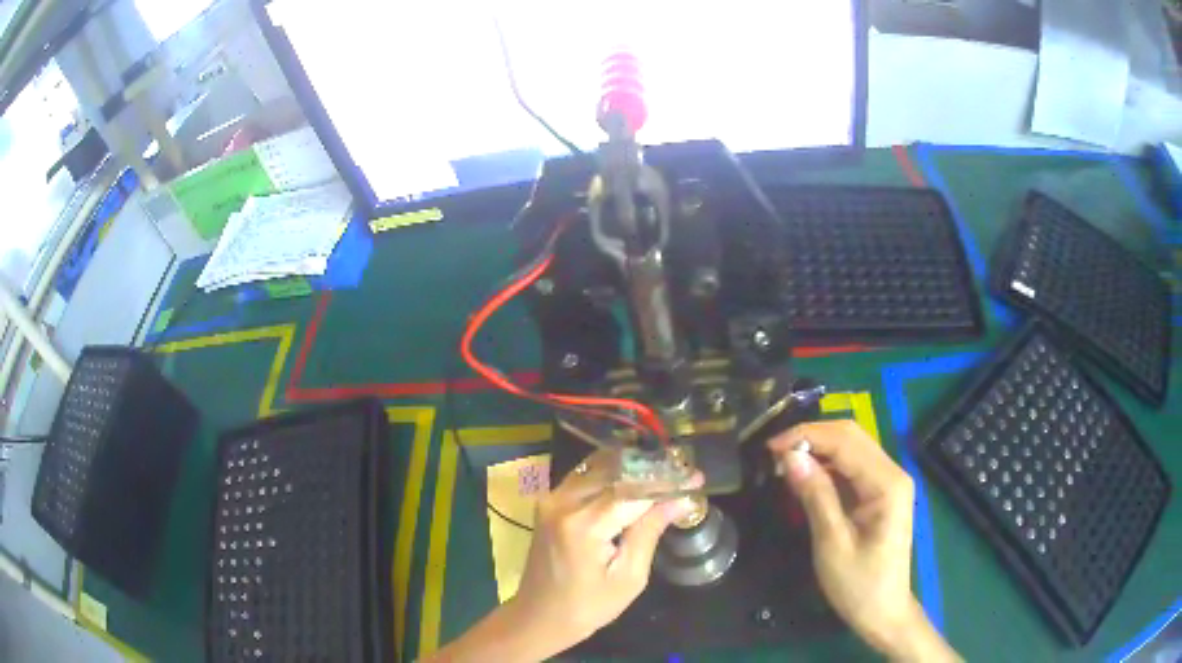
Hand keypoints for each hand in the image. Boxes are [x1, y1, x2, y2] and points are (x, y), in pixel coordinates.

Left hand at [513, 449, 699, 644]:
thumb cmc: (588, 607)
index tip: (696, 476)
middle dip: (652, 469)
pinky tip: (636, 477)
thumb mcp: (629, 577)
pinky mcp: (549, 501)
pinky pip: (585, 475)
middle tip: (683, 470)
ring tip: (665, 471)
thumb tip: (680, 499)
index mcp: (583, 525)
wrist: (539, 616)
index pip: (633, 490)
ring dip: (633, 466)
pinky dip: (612, 472)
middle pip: (615, 471)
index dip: (667, 482)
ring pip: (599, 466)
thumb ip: (650, 531)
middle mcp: (563, 502)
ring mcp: (552, 498)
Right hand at [768, 421, 958, 662]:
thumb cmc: (859, 584)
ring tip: (784, 463)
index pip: (846, 441)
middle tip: (774, 453)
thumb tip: (790, 456)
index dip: (807, 436)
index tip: (770, 448)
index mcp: (887, 483)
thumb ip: (816, 495)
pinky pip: (852, 466)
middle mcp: (893, 473)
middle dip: (811, 437)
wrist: (883, 612)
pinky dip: (827, 465)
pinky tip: (806, 476)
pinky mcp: (881, 492)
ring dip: (818, 449)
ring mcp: (889, 481)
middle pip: (852, 436)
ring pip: (851, 447)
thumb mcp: (832, 543)